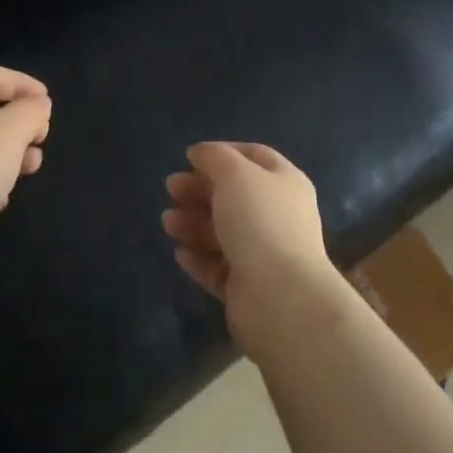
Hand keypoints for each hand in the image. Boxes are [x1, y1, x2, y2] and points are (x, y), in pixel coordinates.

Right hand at [163, 142, 339, 357]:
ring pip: (222, 231)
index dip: (222, 153)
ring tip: (167, 222)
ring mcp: (263, 253)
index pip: (253, 156)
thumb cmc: (259, 221)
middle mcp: (277, 215)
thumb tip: (200, 152)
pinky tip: (179, 253)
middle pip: (232, 195)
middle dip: (199, 189)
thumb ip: (214, 157)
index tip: (191, 157)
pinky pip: (217, 266)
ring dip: (192, 222)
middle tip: (170, 188)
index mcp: (284, 183)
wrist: (280, 299)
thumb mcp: (235, 173)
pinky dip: (198, 257)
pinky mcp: (247, 287)